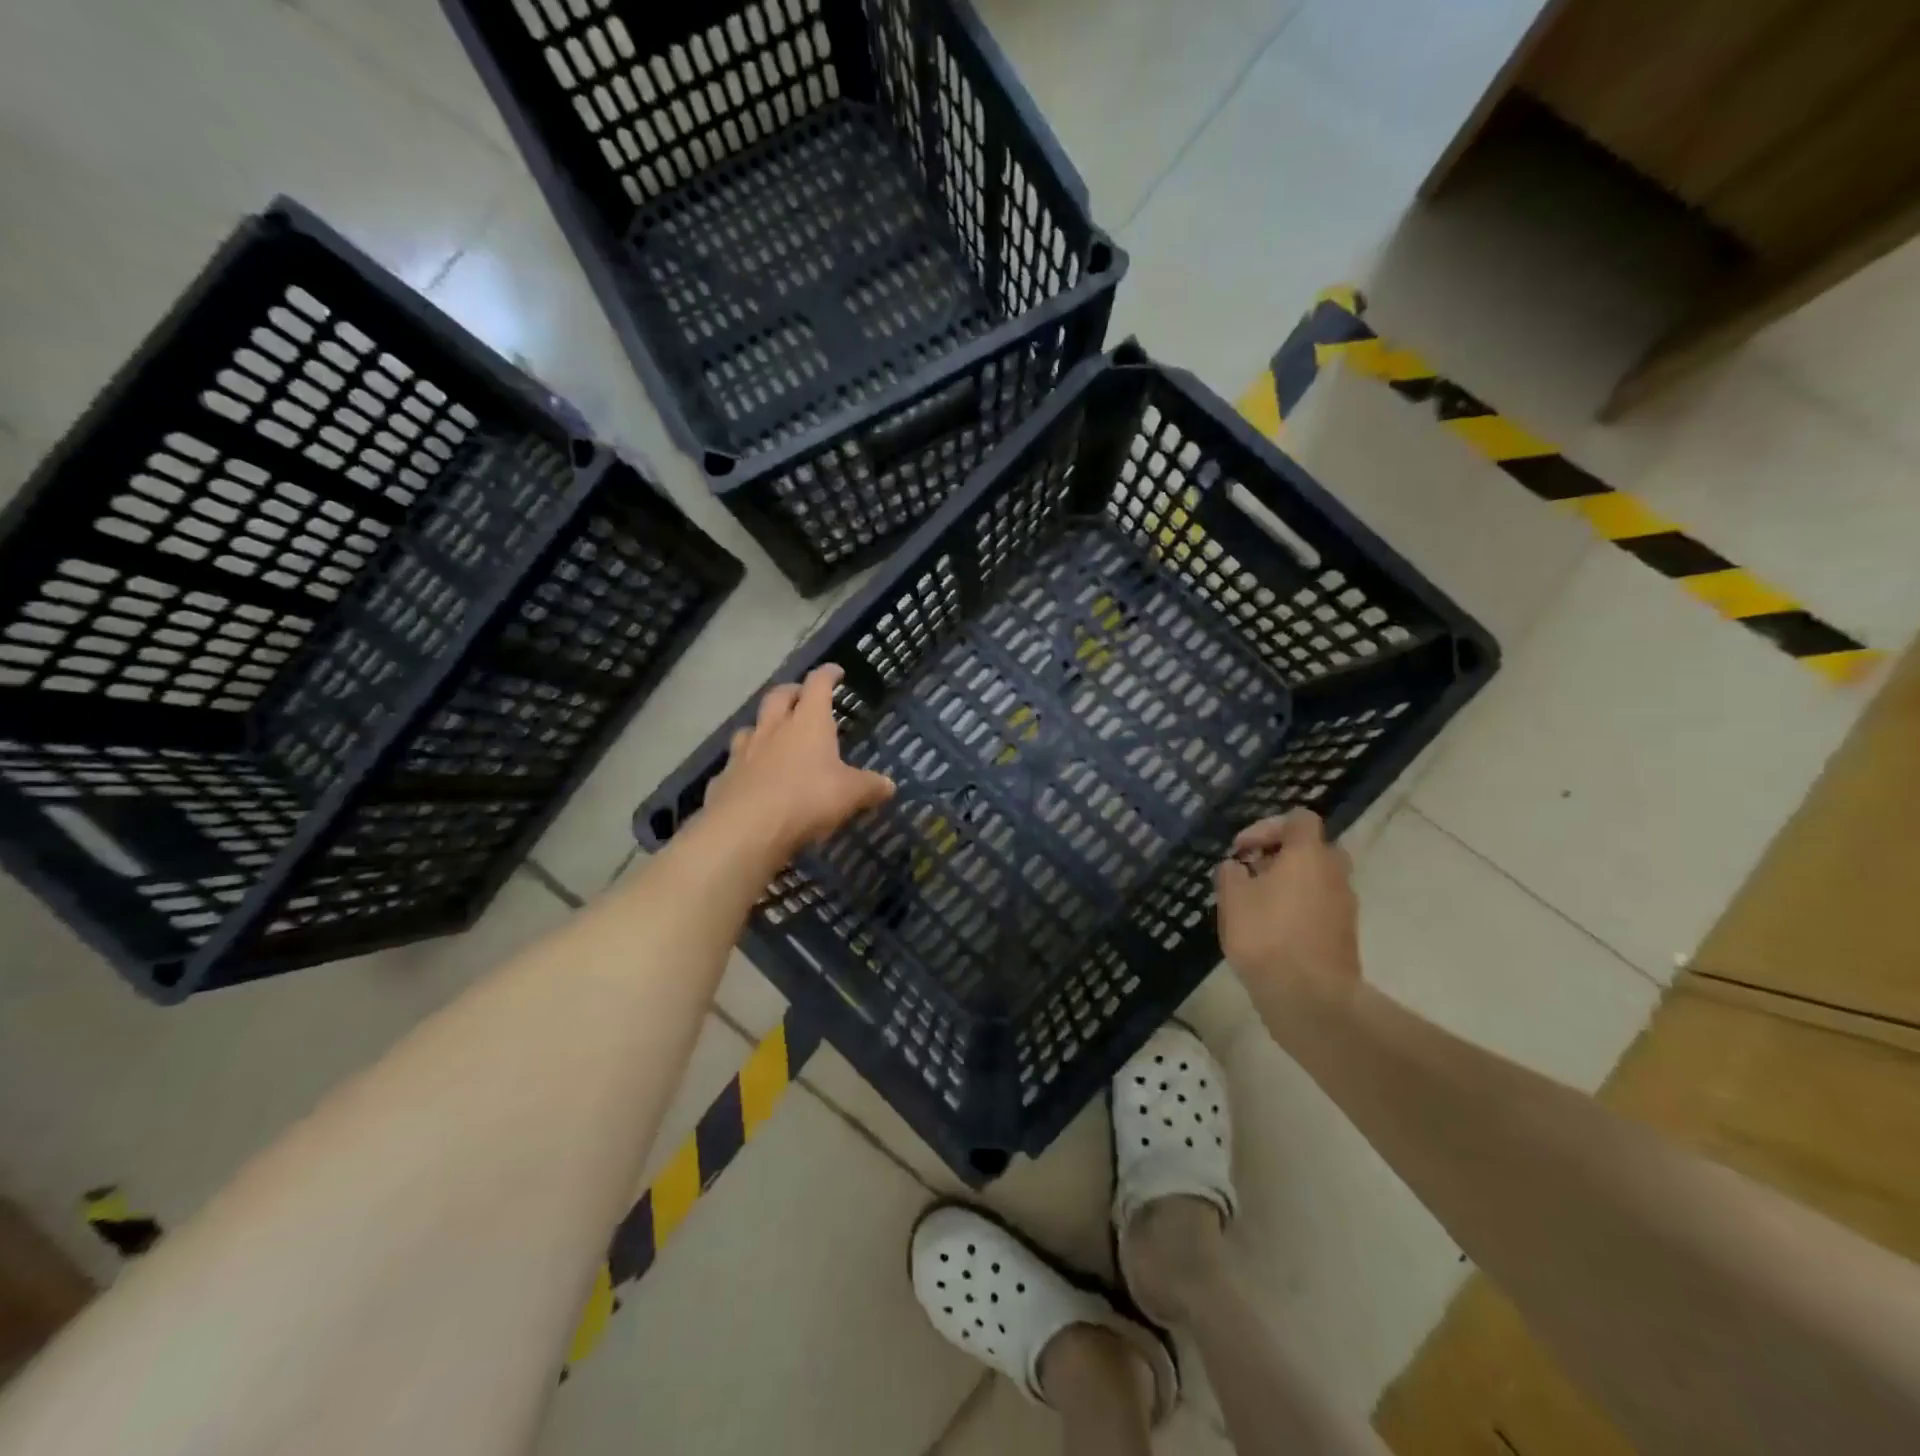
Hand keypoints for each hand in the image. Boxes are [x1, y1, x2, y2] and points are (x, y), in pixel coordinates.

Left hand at [700, 665, 894, 860]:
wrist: (747, 828)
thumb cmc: (807, 799)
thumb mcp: (850, 795)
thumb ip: (870, 787)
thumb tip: (889, 786)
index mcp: (808, 723)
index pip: (818, 685)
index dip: (827, 675)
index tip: (835, 671)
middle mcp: (774, 728)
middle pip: (779, 696)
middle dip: (792, 691)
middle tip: (801, 695)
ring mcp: (744, 751)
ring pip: (751, 725)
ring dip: (763, 725)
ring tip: (771, 734)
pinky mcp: (724, 777)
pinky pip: (735, 762)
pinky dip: (744, 764)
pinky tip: (749, 777)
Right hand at [1213, 810, 1360, 997]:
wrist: (1310, 997)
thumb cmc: (1266, 936)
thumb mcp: (1232, 898)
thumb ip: (1231, 873)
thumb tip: (1237, 867)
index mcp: (1309, 854)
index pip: (1299, 820)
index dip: (1267, 827)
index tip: (1241, 850)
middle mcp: (1334, 873)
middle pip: (1312, 848)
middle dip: (1281, 856)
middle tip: (1253, 873)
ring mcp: (1344, 905)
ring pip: (1317, 879)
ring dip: (1290, 884)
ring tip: (1257, 905)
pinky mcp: (1345, 935)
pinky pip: (1320, 907)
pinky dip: (1299, 909)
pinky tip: (1272, 930)